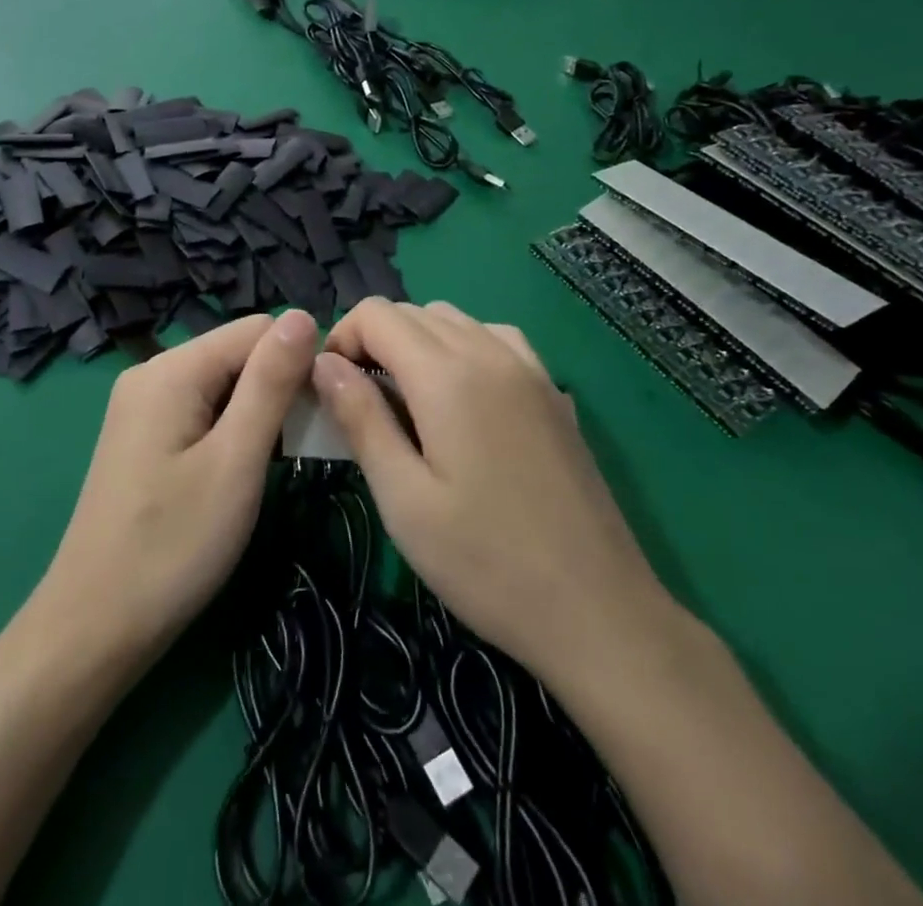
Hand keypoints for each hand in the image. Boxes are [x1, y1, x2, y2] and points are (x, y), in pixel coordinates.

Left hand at [38, 310, 317, 662]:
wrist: (95, 626)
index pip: (258, 330)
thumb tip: (302, 315)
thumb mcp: (235, 461)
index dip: (298, 364)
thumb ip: (271, 383)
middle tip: (297, 451)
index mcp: (172, 368)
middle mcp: (152, 372)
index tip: (319, 418)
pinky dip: (230, 430)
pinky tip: (237, 471)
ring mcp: (142, 404)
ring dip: (256, 414)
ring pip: (223, 383)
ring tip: (270, 466)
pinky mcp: (142, 434)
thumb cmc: (174, 546)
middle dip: (276, 389)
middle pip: (238, 353)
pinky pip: (201, 409)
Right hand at [314, 299, 670, 680]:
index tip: (330, 390)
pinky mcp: (552, 391)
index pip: (376, 315)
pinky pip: (495, 338)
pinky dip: (463, 347)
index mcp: (447, 375)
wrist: (599, 610)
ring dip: (416, 341)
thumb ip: (361, 419)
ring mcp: (529, 368)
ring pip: (454, 320)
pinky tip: (462, 396)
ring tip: (406, 400)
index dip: (341, 339)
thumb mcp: (403, 499)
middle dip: (373, 341)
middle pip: (412, 311)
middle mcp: (489, 352)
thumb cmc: (486, 562)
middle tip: (360, 402)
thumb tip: (323, 364)